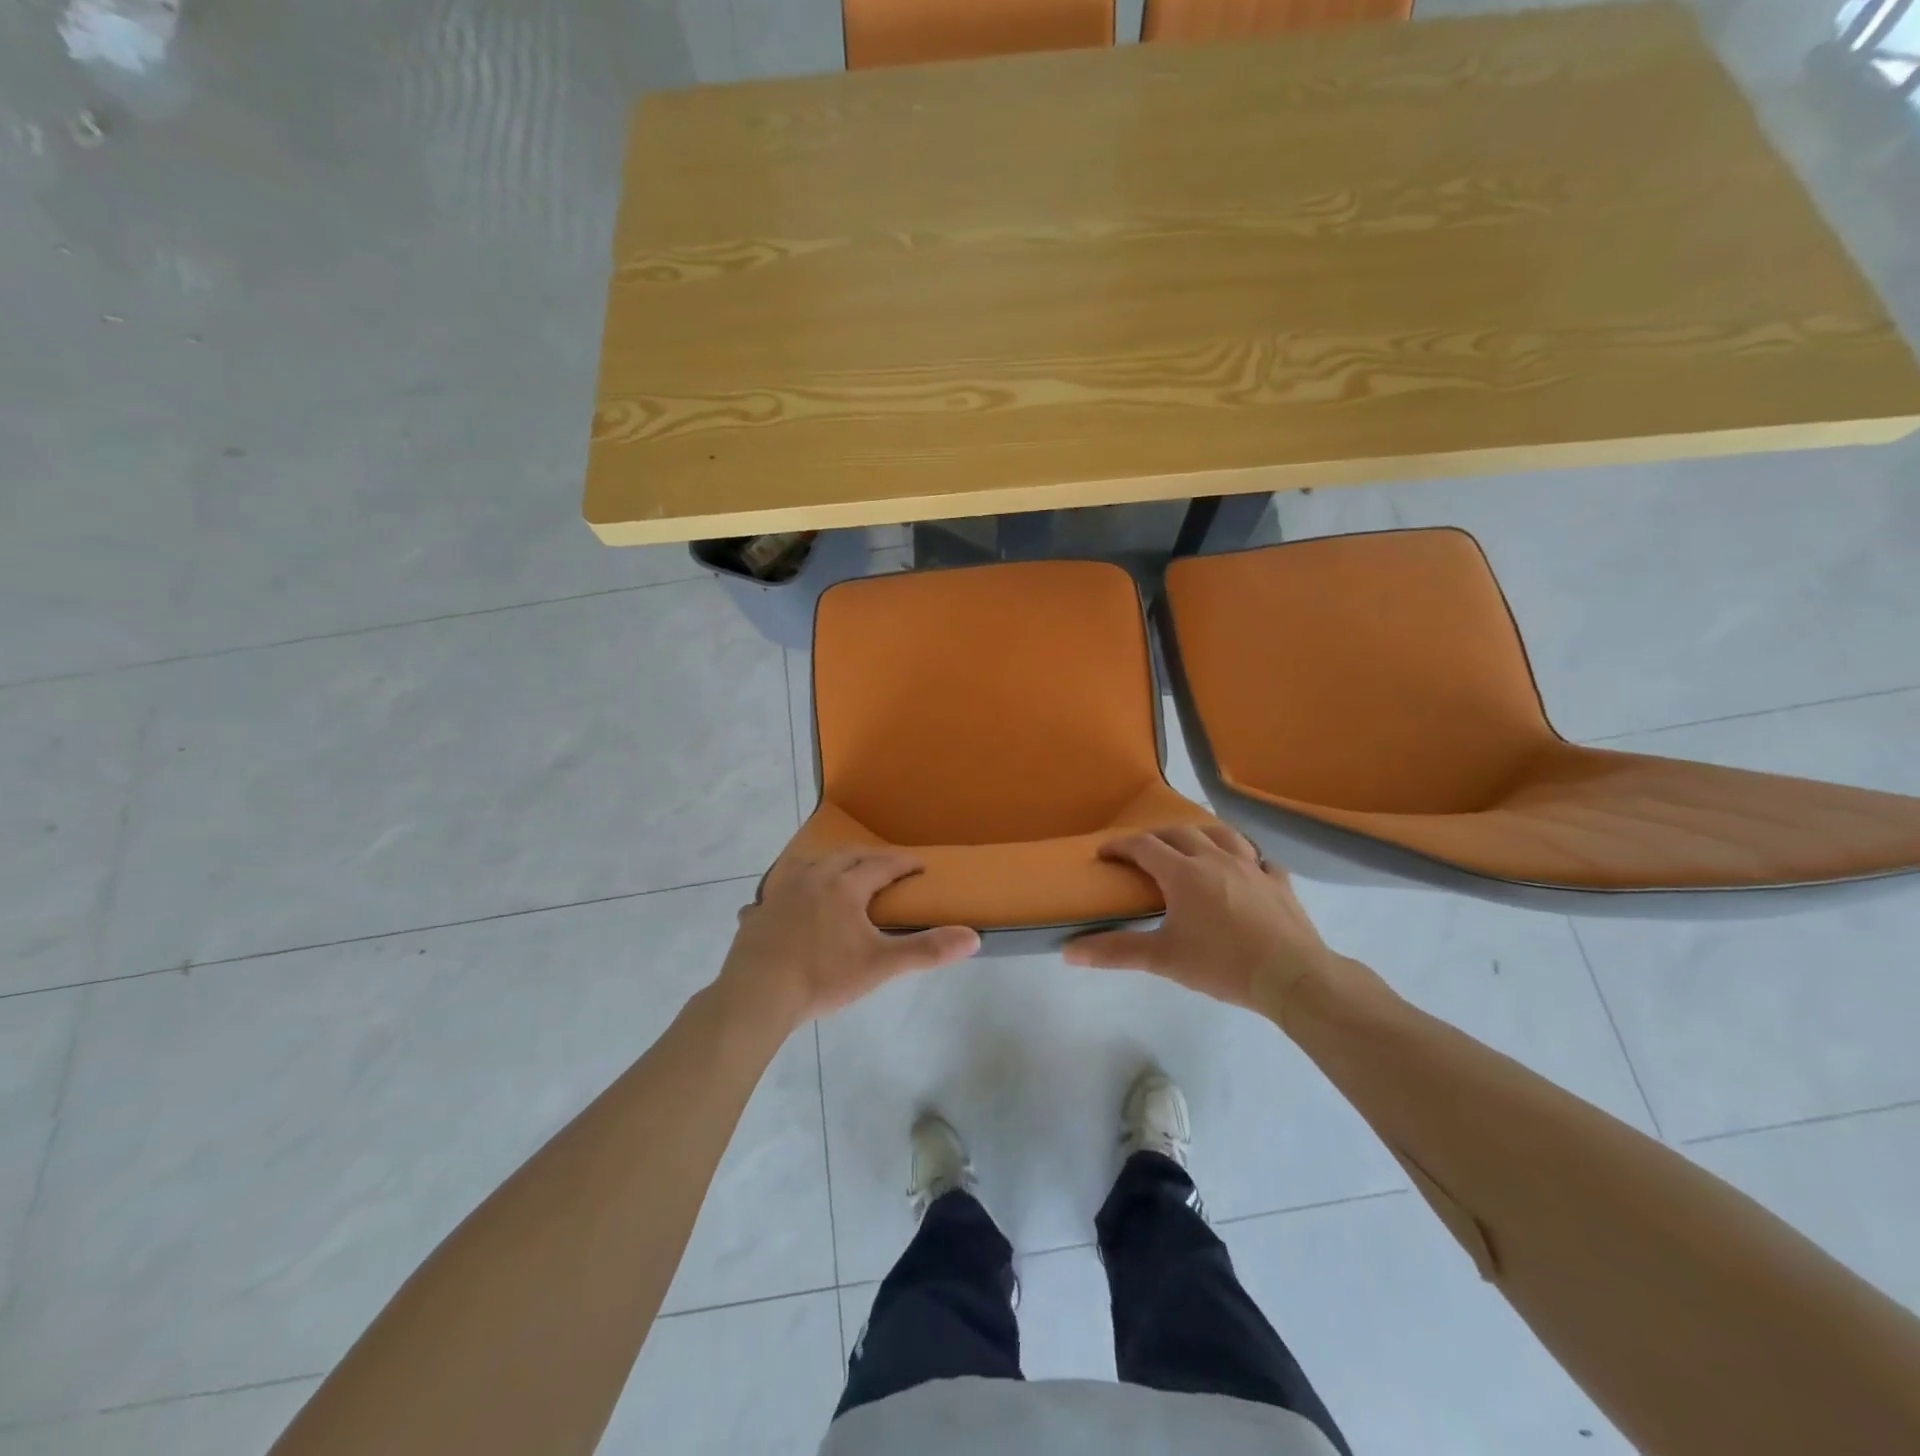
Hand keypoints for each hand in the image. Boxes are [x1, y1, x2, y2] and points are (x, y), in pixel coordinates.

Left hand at [718, 849, 979, 1028]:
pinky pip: (774, 893)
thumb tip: (973, 937)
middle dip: (869, 857)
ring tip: (836, 873)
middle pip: (845, 857)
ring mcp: (780, 894)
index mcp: (844, 886)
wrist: (757, 995)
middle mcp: (812, 879)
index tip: (920, 865)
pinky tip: (784, 905)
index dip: (903, 864)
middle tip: (885, 865)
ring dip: (828, 865)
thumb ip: (926, 950)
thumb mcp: (880, 965)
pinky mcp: (758, 914)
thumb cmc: (823, 976)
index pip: (881, 865)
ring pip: (807, 865)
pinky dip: (787, 893)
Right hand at [1063, 825, 1346, 1015]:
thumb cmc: (1221, 964)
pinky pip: (1260, 859)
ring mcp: (1252, 866)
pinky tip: (1246, 868)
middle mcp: (1216, 858)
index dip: (1121, 846)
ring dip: (1200, 834)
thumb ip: (1115, 951)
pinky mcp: (1279, 882)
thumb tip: (1068, 951)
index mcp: (1183, 872)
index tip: (1104, 853)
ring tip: (1192, 845)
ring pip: (1222, 835)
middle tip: (1142, 852)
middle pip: (1180, 833)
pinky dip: (1246, 858)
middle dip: (1156, 837)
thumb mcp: (1163, 959)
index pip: (1143, 847)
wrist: (1292, 976)